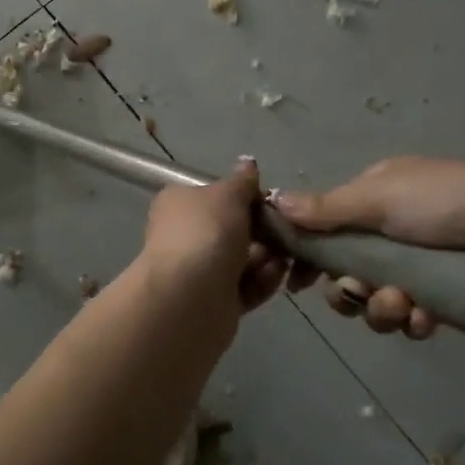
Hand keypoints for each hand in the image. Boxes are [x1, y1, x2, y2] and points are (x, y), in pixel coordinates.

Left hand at [142, 159, 316, 323]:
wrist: (189, 299)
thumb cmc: (206, 233)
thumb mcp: (227, 195)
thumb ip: (242, 181)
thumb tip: (248, 163)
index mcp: (179, 203)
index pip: (214, 195)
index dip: (243, 197)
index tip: (269, 202)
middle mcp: (185, 235)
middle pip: (231, 228)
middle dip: (262, 230)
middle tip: (285, 231)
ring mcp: (198, 270)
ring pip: (242, 259)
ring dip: (267, 256)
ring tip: (285, 256)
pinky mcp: (215, 301)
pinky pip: (245, 286)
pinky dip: (263, 281)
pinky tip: (279, 276)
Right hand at [271, 156, 464, 339]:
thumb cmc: (448, 204)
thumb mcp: (380, 197)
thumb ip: (326, 209)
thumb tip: (272, 200)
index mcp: (376, 195)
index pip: (326, 225)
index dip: (307, 252)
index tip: (293, 279)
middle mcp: (393, 229)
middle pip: (346, 269)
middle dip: (348, 288)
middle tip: (357, 293)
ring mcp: (420, 265)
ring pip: (375, 298)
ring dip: (380, 307)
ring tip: (403, 306)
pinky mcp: (445, 297)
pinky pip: (411, 317)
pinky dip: (414, 319)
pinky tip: (428, 318)